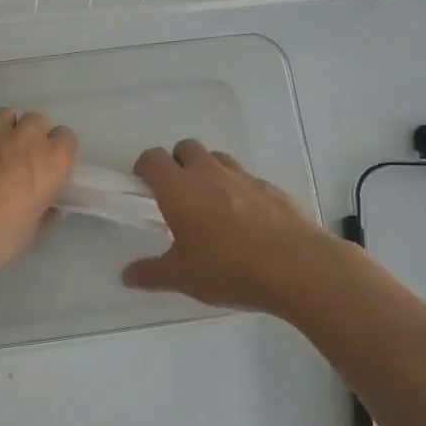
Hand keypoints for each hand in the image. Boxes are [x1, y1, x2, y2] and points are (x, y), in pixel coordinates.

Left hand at [0, 109, 76, 277]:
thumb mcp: (25, 239)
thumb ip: (42, 216)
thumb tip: (46, 207)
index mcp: (50, 163)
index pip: (67, 139)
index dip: (57, 153)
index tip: (46, 170)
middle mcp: (25, 137)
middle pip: (37, 122)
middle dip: (30, 137)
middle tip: (17, 162)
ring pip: (5, 116)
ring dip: (3, 130)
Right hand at [121, 139, 341, 313]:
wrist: (298, 267)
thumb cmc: (228, 269)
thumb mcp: (182, 278)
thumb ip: (150, 273)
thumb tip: (127, 275)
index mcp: (179, 189)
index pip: (153, 158)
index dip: (145, 167)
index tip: (144, 186)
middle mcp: (209, 173)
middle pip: (186, 147)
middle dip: (177, 163)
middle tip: (177, 195)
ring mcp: (243, 177)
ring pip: (218, 158)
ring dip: (208, 171)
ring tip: (211, 205)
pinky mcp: (271, 188)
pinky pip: (246, 178)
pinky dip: (238, 189)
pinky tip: (245, 220)